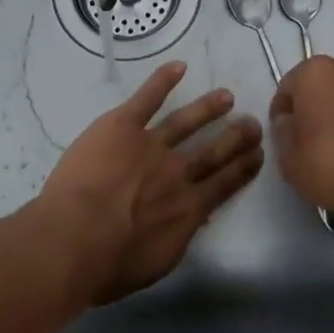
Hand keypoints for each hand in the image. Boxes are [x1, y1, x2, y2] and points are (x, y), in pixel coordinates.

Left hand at [38, 62, 263, 303]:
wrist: (75, 238)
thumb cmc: (109, 265)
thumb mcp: (157, 262)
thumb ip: (178, 236)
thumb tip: (192, 220)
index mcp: (187, 209)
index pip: (224, 184)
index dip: (243, 168)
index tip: (258, 154)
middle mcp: (177, 172)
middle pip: (213, 150)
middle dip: (236, 137)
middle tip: (253, 123)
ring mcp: (151, 144)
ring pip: (186, 121)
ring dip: (207, 108)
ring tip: (225, 95)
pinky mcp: (123, 125)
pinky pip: (147, 98)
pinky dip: (163, 80)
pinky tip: (178, 67)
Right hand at [268, 56, 333, 222]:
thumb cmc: (333, 164)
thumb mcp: (289, 159)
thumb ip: (282, 134)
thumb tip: (288, 123)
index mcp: (313, 71)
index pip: (286, 89)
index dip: (281, 116)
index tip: (285, 141)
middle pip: (318, 88)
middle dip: (312, 111)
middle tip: (309, 146)